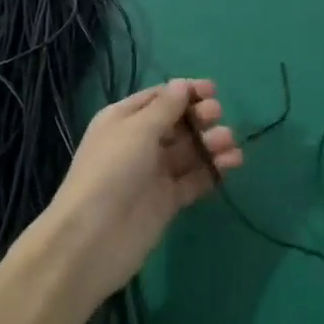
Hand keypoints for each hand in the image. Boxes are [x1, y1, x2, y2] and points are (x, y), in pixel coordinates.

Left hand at [43, 79, 241, 300]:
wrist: (93, 239)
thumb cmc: (112, 171)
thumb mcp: (137, 130)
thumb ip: (165, 107)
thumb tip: (182, 84)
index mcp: (124, 120)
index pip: (159, 98)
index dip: (185, 92)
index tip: (213, 91)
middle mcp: (139, 143)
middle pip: (177, 123)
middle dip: (199, 117)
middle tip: (216, 116)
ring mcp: (154, 173)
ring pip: (189, 151)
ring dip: (211, 143)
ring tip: (229, 143)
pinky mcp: (168, 201)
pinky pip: (194, 179)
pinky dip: (213, 170)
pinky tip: (231, 163)